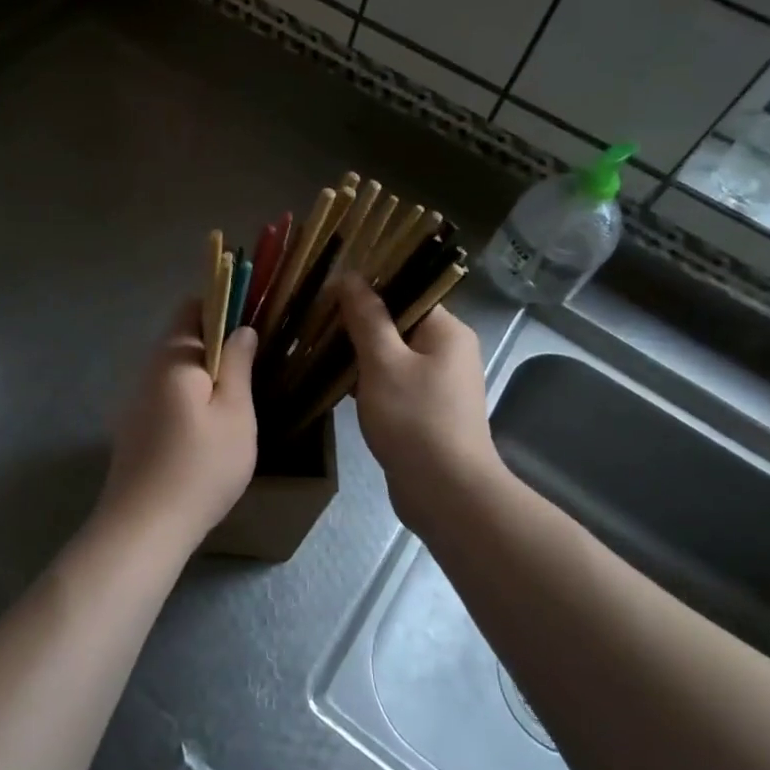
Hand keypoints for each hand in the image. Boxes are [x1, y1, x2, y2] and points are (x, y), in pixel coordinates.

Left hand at [99, 300, 258, 542]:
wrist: (143, 527)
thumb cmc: (200, 466)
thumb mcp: (235, 413)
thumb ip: (238, 364)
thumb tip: (241, 328)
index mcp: (172, 357)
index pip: (192, 307)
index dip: (223, 305)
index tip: (253, 322)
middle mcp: (148, 370)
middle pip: (183, 338)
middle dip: (217, 344)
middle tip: (253, 368)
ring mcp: (137, 400)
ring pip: (176, 371)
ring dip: (205, 375)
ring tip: (238, 401)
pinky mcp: (135, 428)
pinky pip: (167, 396)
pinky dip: (191, 398)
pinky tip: (209, 429)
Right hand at [337, 273, 498, 527]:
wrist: (446, 493)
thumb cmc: (414, 419)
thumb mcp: (383, 362)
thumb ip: (366, 317)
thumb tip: (350, 276)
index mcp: (447, 331)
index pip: (407, 292)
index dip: (368, 290)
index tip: (330, 295)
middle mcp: (449, 351)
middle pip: (398, 323)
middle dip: (359, 325)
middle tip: (319, 325)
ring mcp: (440, 384)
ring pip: (393, 355)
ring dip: (361, 355)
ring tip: (321, 353)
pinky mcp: (428, 411)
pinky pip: (395, 382)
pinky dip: (370, 382)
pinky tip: (340, 388)